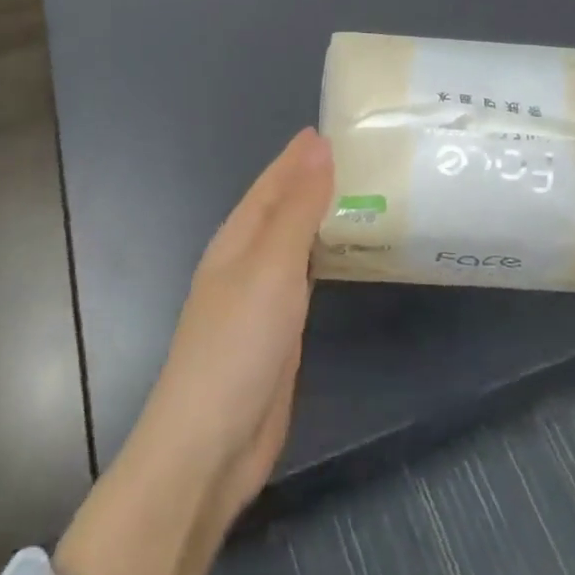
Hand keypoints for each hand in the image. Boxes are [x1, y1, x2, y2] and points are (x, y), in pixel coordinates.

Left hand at [54, 128, 333, 574]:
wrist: (209, 447)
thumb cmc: (237, 345)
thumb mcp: (271, 266)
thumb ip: (299, 207)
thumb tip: (318, 144)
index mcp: (238, 237)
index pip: (274, 181)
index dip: (301, 155)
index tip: (335, 127)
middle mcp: (248, 260)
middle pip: (285, 207)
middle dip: (316, 179)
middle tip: (364, 155)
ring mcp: (262, 298)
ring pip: (297, 240)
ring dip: (323, 215)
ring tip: (364, 192)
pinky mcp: (279, 331)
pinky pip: (307, 276)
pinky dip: (326, 255)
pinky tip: (348, 251)